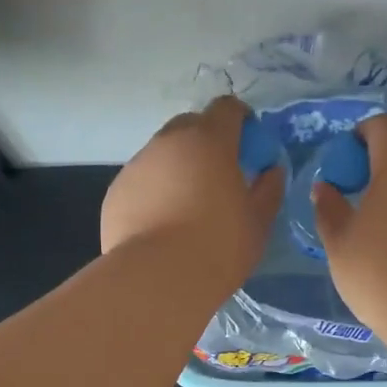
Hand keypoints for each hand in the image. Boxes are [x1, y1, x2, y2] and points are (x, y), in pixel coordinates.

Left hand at [101, 96, 283, 286]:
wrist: (157, 279)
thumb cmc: (219, 246)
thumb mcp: (258, 221)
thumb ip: (268, 189)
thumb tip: (271, 171)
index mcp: (209, 140)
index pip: (226, 108)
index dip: (240, 120)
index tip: (248, 145)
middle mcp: (168, 142)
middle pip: (190, 125)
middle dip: (206, 141)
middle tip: (218, 175)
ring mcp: (137, 165)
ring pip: (162, 154)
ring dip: (177, 168)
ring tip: (186, 206)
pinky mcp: (115, 191)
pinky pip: (141, 181)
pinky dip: (154, 192)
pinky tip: (161, 224)